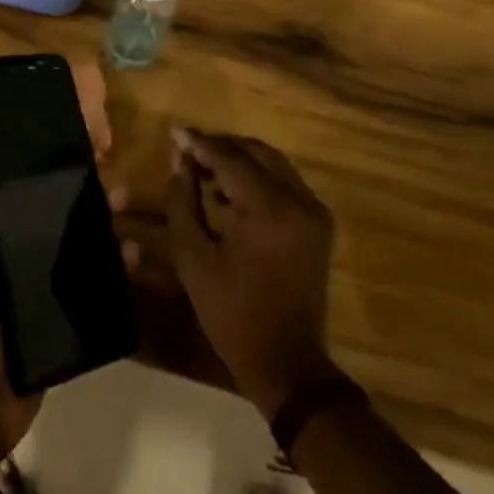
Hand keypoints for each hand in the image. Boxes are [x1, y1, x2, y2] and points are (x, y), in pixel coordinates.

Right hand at [166, 129, 340, 418]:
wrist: (286, 361)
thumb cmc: (232, 313)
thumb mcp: (194, 257)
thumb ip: (183, 202)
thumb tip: (181, 162)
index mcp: (268, 209)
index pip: (230, 158)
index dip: (199, 143)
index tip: (174, 132)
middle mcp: (298, 200)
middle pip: (256, 152)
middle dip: (221, 146)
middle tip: (188, 150)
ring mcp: (314, 211)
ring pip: (273, 163)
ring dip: (240, 159)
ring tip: (204, 168)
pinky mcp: (318, 223)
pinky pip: (285, 183)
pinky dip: (258, 177)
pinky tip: (230, 191)